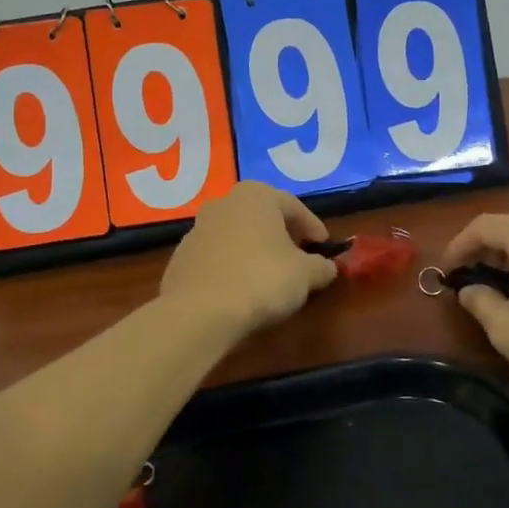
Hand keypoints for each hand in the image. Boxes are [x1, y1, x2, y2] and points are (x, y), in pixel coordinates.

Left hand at [161, 182, 338, 336]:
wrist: (200, 312)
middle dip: (282, 235)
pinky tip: (241, 289)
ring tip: (269, 276)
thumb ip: (321, 266)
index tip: (324, 246)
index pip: (293, 206)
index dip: (312, 227)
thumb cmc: (261, 280)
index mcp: (256, 196)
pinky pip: (216, 257)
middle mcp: (224, 203)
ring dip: (254, 250)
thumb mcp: (305, 275)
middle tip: (299, 256)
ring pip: (236, 235)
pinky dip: (231, 267)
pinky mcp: (180, 257)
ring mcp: (197, 229)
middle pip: (261, 216)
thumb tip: (327, 267)